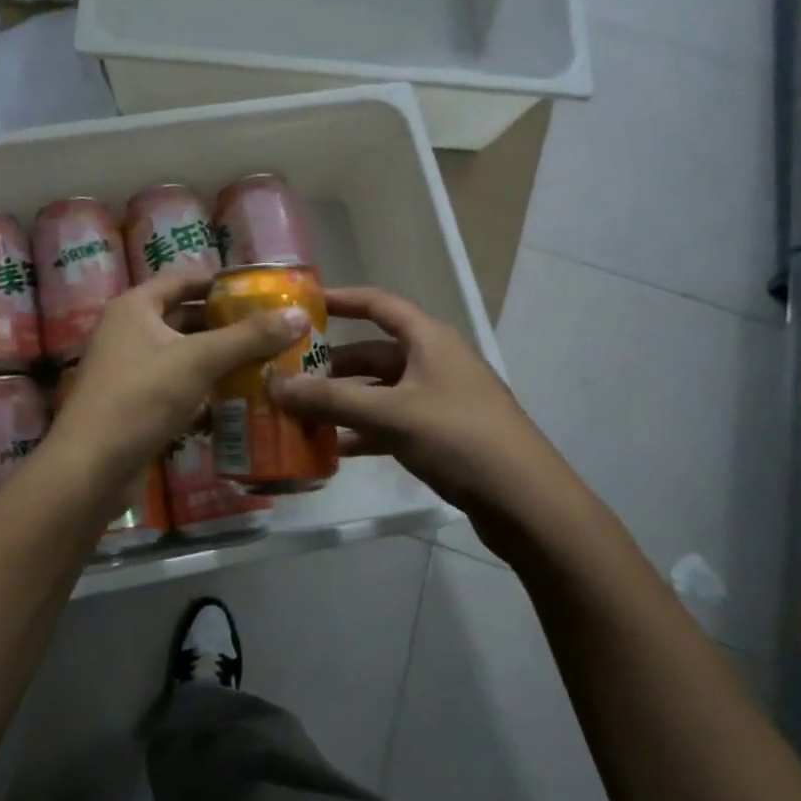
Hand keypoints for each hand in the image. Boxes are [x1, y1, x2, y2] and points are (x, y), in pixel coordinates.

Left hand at [47, 266, 309, 486]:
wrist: (90, 468)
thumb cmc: (141, 399)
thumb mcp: (198, 361)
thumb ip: (248, 337)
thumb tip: (299, 315)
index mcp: (135, 307)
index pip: (184, 279)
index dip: (221, 282)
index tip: (262, 291)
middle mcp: (128, 331)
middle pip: (185, 316)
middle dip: (226, 323)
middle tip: (272, 328)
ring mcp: (130, 369)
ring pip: (183, 354)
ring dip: (219, 358)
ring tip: (266, 361)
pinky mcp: (136, 403)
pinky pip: (177, 385)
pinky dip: (204, 388)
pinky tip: (238, 398)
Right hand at [267, 286, 550, 533]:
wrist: (526, 501)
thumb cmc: (459, 438)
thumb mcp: (391, 415)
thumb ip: (331, 400)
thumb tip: (275, 385)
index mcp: (429, 340)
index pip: (379, 304)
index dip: (342, 299)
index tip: (303, 305)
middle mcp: (434, 362)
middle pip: (374, 354)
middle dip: (332, 366)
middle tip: (289, 377)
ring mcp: (439, 400)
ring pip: (380, 392)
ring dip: (344, 402)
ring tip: (302, 415)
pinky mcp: (442, 435)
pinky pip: (392, 423)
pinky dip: (365, 431)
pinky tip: (335, 449)